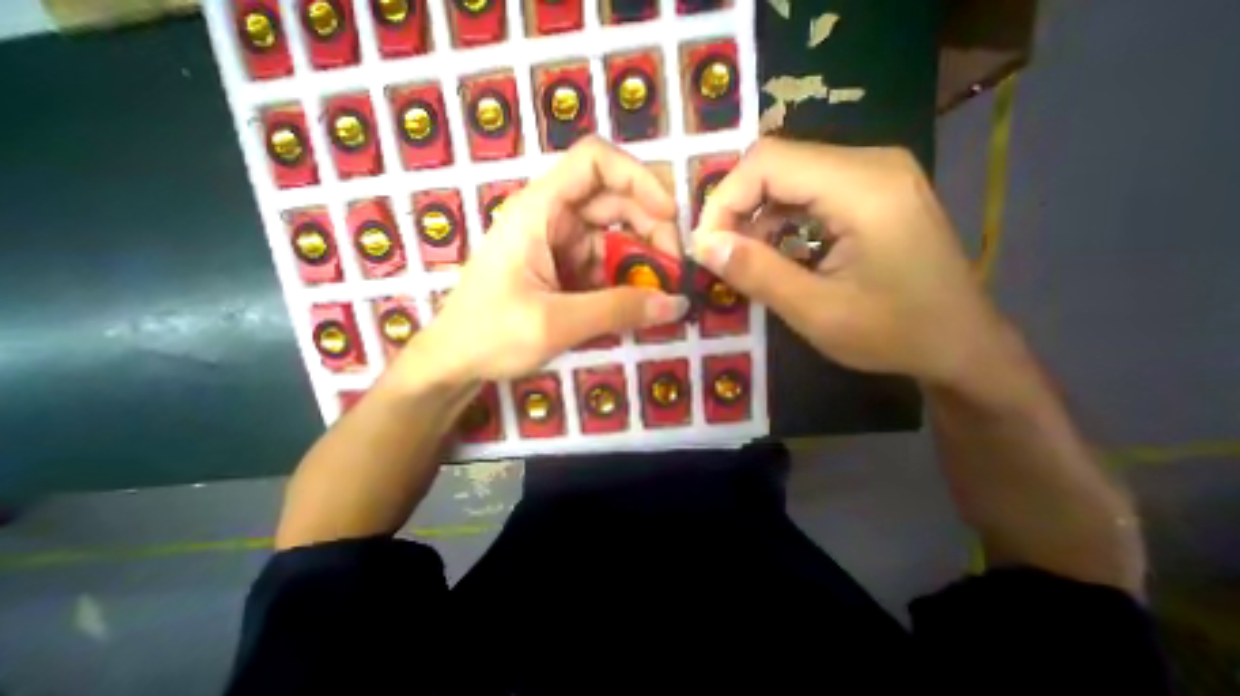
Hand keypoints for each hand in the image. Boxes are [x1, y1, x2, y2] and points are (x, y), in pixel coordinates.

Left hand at [406, 136, 688, 385]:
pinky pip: (606, 266)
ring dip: (642, 261)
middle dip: (651, 228)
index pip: (594, 161)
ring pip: (615, 237)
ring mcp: (559, 246)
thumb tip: (677, 304)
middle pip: (615, 200)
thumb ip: (618, 311)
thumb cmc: (490, 335)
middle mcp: (552, 218)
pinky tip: (638, 304)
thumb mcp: (555, 323)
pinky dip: (626, 281)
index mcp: (538, 210)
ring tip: (661, 293)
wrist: (455, 362)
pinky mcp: (565, 271)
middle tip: (673, 269)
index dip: (638, 178)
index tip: (668, 216)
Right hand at [694, 136, 1011, 386]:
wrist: (960, 345)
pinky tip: (772, 253)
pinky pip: (804, 193)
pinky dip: (775, 221)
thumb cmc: (894, 333)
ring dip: (752, 216)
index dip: (723, 200)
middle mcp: (869, 164)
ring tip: (741, 259)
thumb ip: (757, 274)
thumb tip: (704, 246)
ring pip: (785, 177)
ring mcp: (871, 175)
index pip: (767, 161)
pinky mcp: (868, 193)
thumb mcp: (816, 312)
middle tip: (717, 255)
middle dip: (734, 208)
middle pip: (774, 163)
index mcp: (863, 186)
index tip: (705, 248)